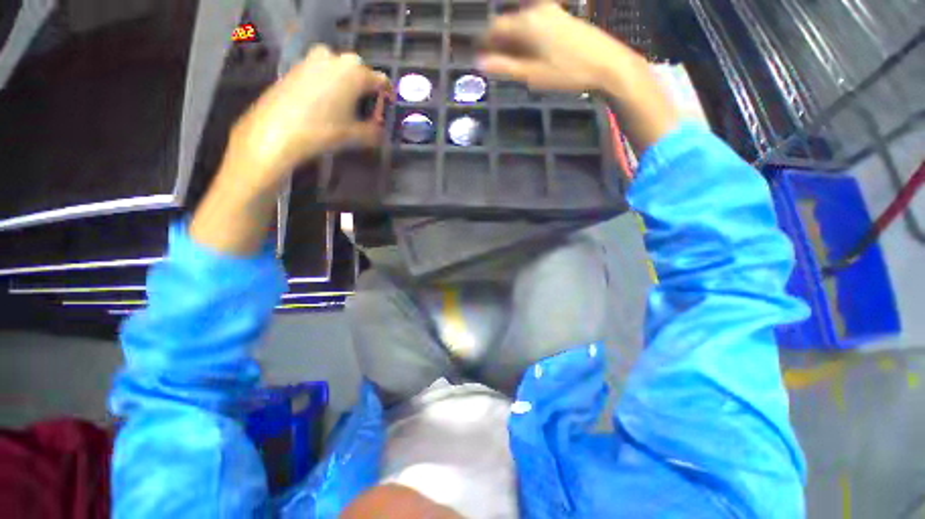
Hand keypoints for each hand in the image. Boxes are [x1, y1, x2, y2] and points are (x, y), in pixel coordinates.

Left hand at [227, 45, 390, 193]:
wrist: (276, 131)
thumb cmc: (322, 131)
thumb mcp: (356, 136)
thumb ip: (375, 132)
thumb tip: (381, 132)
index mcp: (354, 72)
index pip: (381, 81)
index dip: (386, 97)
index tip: (386, 112)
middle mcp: (335, 58)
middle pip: (360, 73)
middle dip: (366, 92)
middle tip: (366, 113)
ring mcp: (313, 59)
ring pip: (340, 71)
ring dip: (347, 87)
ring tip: (346, 109)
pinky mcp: (297, 66)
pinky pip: (322, 72)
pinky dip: (329, 85)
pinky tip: (325, 105)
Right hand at [478, 2, 642, 92]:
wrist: (607, 63)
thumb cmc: (567, 72)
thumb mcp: (532, 74)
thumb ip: (505, 67)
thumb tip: (479, 63)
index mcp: (526, 23)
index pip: (494, 28)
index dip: (482, 41)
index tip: (475, 54)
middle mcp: (536, 10)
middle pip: (508, 23)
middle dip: (497, 41)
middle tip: (492, 62)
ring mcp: (551, 11)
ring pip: (522, 23)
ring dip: (511, 40)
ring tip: (510, 61)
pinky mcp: (562, 17)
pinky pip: (535, 24)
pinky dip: (526, 37)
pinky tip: (529, 53)